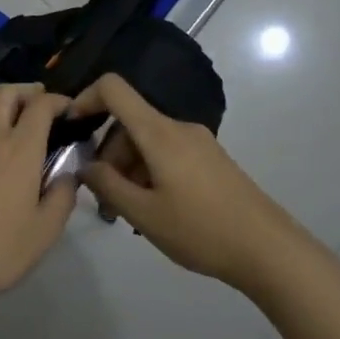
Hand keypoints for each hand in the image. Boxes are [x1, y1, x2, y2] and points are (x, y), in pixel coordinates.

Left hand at [0, 84, 76, 311]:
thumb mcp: (46, 230)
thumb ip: (63, 195)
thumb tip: (68, 174)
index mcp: (20, 149)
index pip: (41, 107)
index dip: (58, 101)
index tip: (68, 110)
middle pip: (5, 94)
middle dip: (26, 91)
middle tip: (40, 103)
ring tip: (10, 117)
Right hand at [70, 74, 297, 288]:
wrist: (269, 250)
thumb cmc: (201, 230)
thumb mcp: (143, 213)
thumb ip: (107, 185)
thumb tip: (85, 165)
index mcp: (159, 132)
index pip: (113, 88)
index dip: (85, 98)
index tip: (70, 129)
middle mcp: (178, 128)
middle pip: (128, 122)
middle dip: (107, 154)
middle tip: (103, 199)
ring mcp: (197, 143)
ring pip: (146, 142)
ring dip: (127, 169)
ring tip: (127, 213)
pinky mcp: (210, 160)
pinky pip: (166, 153)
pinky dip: (148, 172)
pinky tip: (153, 209)